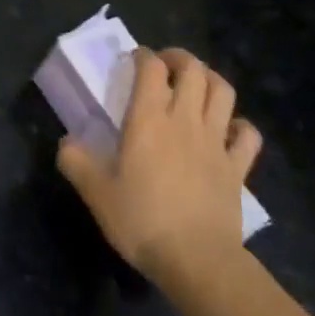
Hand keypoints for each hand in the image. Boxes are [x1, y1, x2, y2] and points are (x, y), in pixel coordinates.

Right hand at [57, 48, 262, 301]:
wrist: (196, 259)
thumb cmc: (141, 220)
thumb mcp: (95, 192)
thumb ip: (76, 161)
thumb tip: (67, 142)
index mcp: (148, 120)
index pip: (151, 68)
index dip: (143, 56)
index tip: (134, 59)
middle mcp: (184, 120)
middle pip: (193, 70)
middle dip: (179, 58)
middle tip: (165, 65)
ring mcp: (216, 142)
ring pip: (223, 92)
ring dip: (211, 79)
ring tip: (197, 85)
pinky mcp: (238, 167)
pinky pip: (247, 134)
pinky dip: (240, 125)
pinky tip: (229, 129)